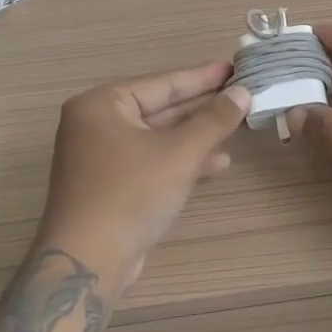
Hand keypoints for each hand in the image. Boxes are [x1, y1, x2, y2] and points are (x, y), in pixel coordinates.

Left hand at [40, 60, 248, 290]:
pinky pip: (153, 159)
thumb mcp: (180, 152)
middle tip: (242, 94)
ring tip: (238, 125)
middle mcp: (97, 124)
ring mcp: (102, 156)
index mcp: (102, 104)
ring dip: (198, 134)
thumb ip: (214, 119)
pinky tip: (218, 162)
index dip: (203, 77)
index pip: (163, 82)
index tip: (235, 68)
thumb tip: (243, 92)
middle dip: (203, 106)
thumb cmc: (131, 194)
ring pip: (160, 136)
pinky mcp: (111, 184)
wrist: (87, 262)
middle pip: (161, 108)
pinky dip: (182, 159)